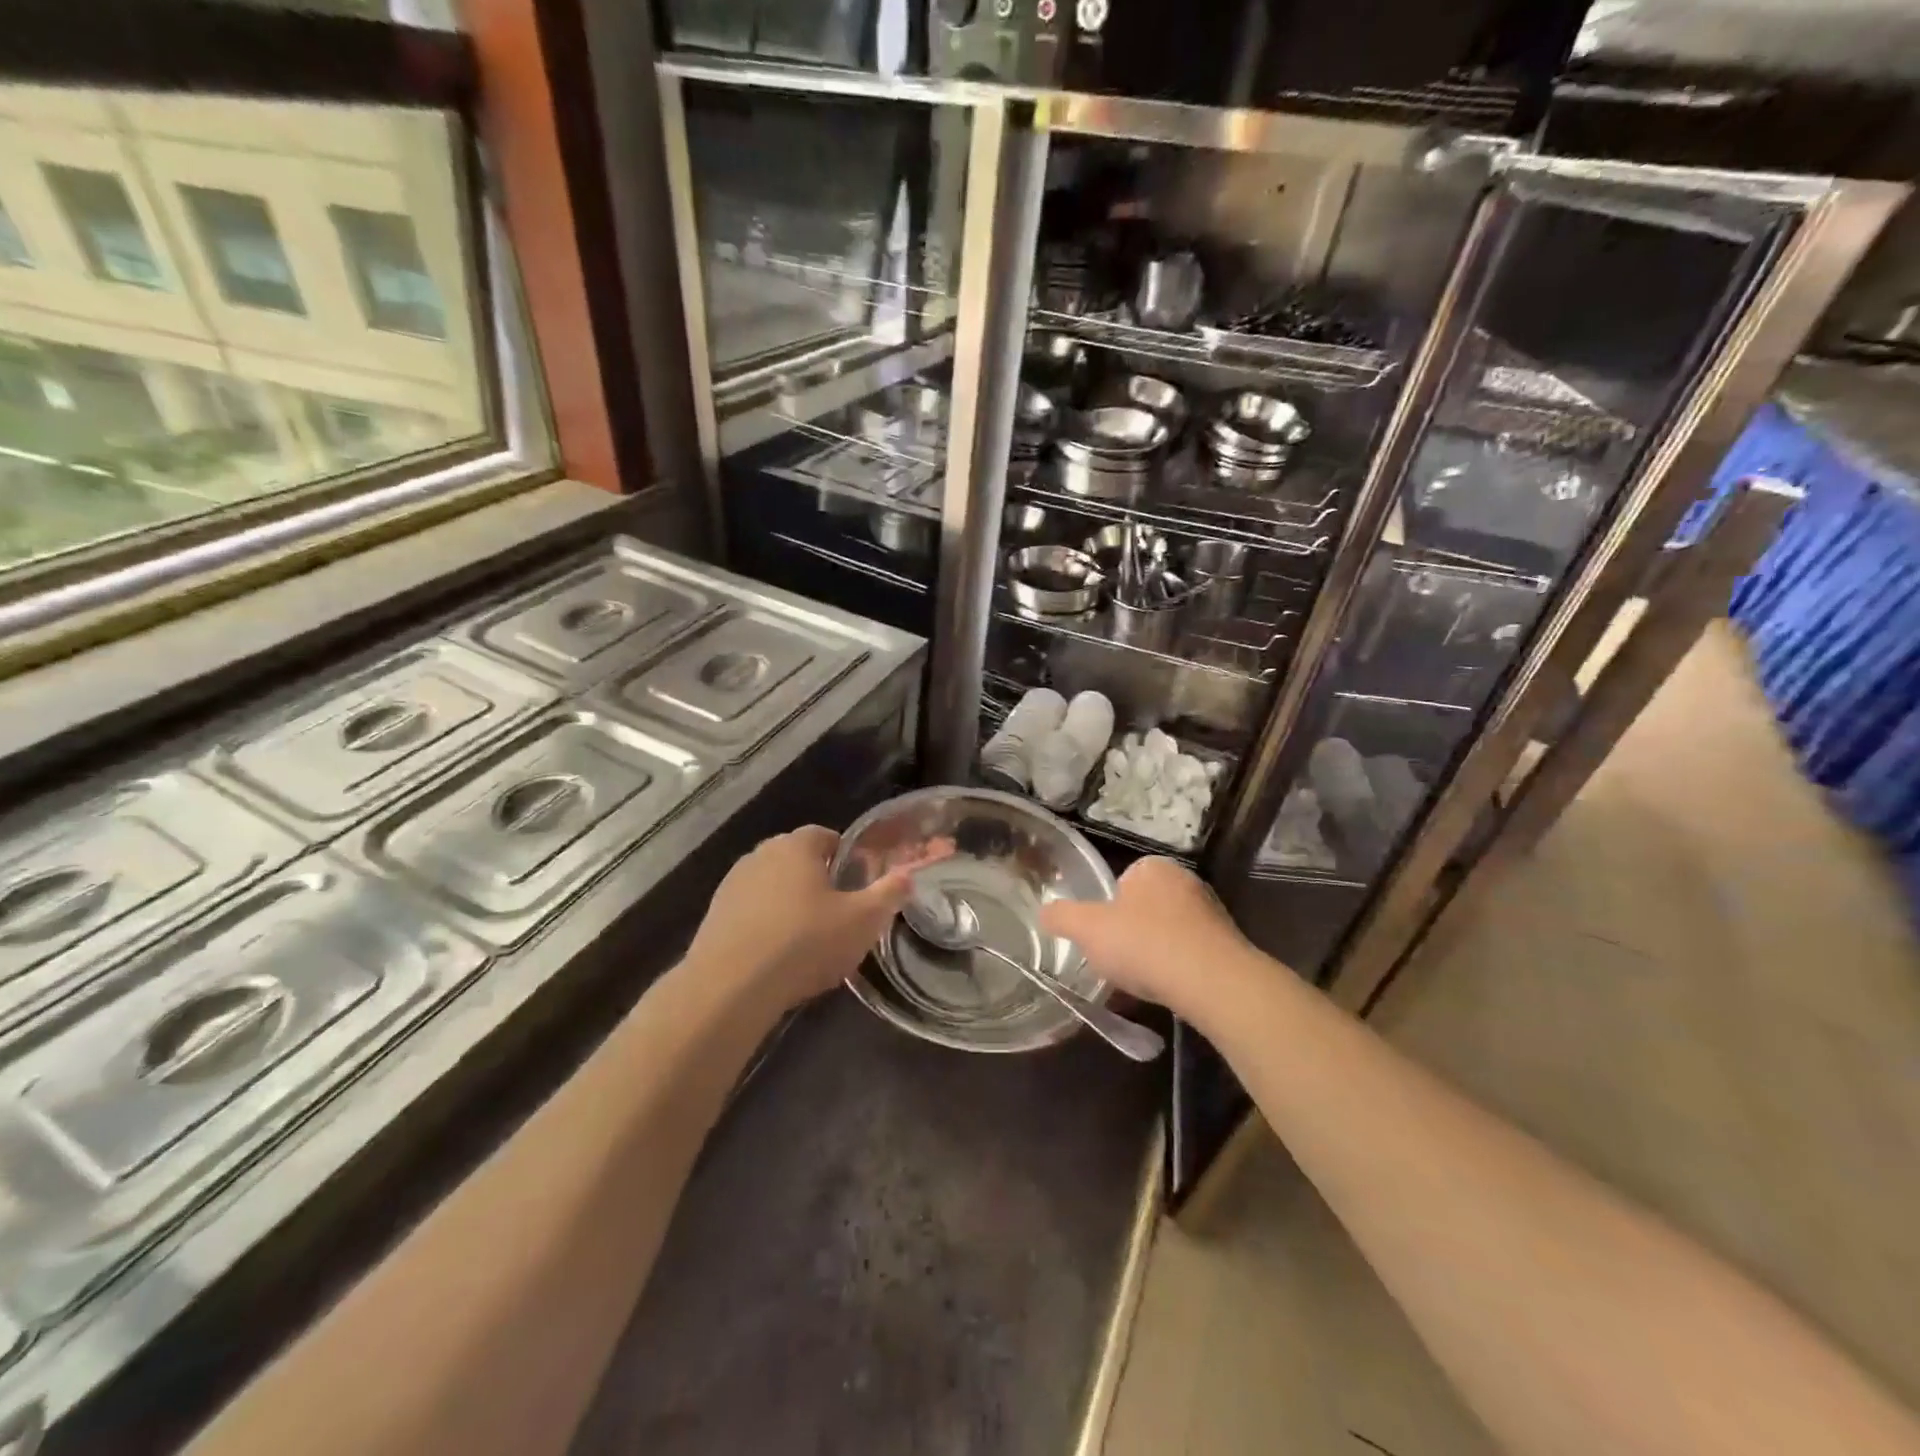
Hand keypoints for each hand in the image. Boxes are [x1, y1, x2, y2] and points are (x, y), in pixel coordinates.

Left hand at [688, 825, 948, 1010]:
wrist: (731, 987)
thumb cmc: (805, 942)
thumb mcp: (863, 921)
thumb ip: (889, 894)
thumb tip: (908, 874)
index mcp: (797, 846)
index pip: (826, 835)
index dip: (846, 855)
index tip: (859, 882)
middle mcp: (761, 855)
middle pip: (797, 859)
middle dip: (818, 879)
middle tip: (839, 911)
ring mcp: (732, 884)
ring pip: (772, 885)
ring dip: (789, 903)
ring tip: (808, 938)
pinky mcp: (714, 916)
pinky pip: (751, 912)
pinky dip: (766, 924)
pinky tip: (777, 955)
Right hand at [1040, 856, 1250, 1015]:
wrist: (1211, 982)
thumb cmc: (1144, 943)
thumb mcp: (1088, 928)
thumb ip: (1062, 916)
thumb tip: (1043, 912)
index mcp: (1154, 868)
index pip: (1123, 881)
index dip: (1107, 909)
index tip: (1101, 936)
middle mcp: (1186, 882)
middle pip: (1144, 908)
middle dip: (1130, 933)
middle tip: (1116, 960)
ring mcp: (1210, 914)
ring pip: (1167, 933)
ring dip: (1153, 954)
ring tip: (1140, 982)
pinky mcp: (1226, 946)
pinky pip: (1189, 956)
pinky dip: (1175, 971)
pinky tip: (1166, 991)